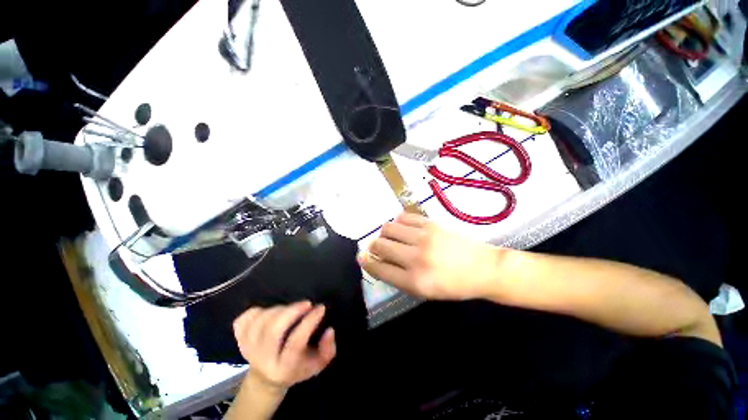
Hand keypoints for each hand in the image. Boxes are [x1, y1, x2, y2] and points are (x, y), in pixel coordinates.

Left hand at [233, 302, 335, 390]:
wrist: (267, 378)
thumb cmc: (297, 368)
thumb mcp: (317, 364)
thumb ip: (328, 349)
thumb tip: (329, 330)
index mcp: (284, 368)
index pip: (295, 343)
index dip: (309, 322)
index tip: (320, 308)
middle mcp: (263, 360)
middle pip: (272, 331)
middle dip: (291, 312)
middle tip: (306, 303)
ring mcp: (248, 349)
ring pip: (259, 322)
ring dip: (279, 309)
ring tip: (291, 309)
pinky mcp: (239, 340)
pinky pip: (244, 320)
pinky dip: (257, 311)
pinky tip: (269, 312)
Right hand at [357, 213, 501, 299]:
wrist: (482, 268)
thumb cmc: (452, 285)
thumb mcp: (424, 291)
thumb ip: (398, 278)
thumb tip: (376, 261)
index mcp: (414, 281)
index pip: (379, 268)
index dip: (366, 262)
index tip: (361, 257)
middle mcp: (416, 258)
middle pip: (380, 245)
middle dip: (373, 247)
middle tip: (378, 247)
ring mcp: (423, 238)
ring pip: (388, 228)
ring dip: (384, 233)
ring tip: (392, 237)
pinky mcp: (431, 224)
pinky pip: (404, 217)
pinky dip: (398, 222)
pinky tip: (403, 228)